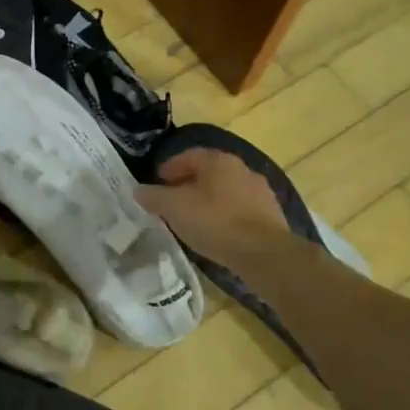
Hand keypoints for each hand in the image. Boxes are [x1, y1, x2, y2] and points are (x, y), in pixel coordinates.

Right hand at [137, 149, 292, 265]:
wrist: (264, 254)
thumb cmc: (215, 222)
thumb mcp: (174, 208)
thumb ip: (154, 197)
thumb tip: (138, 190)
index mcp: (219, 160)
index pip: (189, 155)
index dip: (170, 167)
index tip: (157, 181)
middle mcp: (242, 169)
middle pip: (208, 172)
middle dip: (188, 184)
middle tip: (172, 200)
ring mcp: (260, 192)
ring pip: (225, 191)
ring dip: (208, 200)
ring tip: (192, 218)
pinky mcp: (271, 215)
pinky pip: (240, 209)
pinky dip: (225, 215)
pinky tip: (216, 232)